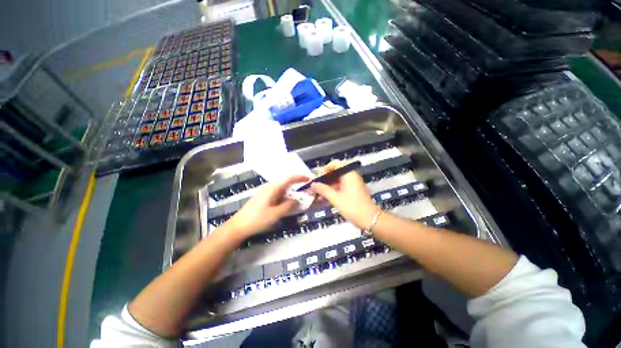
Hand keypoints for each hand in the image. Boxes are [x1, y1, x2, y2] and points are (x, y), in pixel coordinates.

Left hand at [225, 175, 307, 237]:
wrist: (238, 226)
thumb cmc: (257, 219)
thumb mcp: (275, 214)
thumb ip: (289, 205)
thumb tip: (298, 199)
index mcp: (273, 188)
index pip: (289, 178)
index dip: (300, 177)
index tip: (309, 179)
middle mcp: (269, 187)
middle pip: (286, 183)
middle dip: (297, 186)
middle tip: (307, 192)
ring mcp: (265, 192)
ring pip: (282, 189)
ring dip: (291, 192)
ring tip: (299, 199)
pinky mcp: (263, 197)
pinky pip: (278, 194)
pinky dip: (285, 196)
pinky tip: (288, 203)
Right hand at [310, 161, 378, 228]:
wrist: (370, 220)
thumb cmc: (353, 207)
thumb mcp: (336, 198)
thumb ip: (323, 190)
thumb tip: (312, 184)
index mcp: (349, 174)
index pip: (336, 164)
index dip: (325, 169)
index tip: (317, 178)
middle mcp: (350, 177)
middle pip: (334, 173)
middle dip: (323, 180)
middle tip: (313, 187)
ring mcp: (351, 185)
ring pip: (336, 182)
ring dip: (326, 187)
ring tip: (315, 194)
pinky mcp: (351, 192)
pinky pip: (339, 188)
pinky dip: (331, 192)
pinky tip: (322, 199)